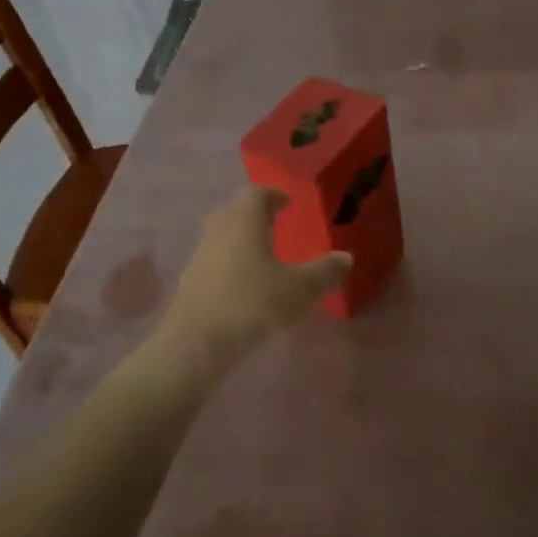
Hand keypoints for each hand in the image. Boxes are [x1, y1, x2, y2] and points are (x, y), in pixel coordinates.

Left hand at [164, 186, 351, 355]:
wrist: (196, 343)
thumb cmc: (251, 304)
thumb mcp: (298, 289)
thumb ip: (323, 271)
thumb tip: (346, 257)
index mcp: (243, 221)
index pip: (255, 193)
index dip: (272, 194)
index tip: (287, 202)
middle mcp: (219, 230)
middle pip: (235, 210)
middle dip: (255, 213)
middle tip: (276, 222)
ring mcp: (201, 255)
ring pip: (223, 234)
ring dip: (242, 238)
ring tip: (264, 254)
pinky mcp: (191, 281)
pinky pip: (215, 259)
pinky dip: (231, 260)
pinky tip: (245, 282)